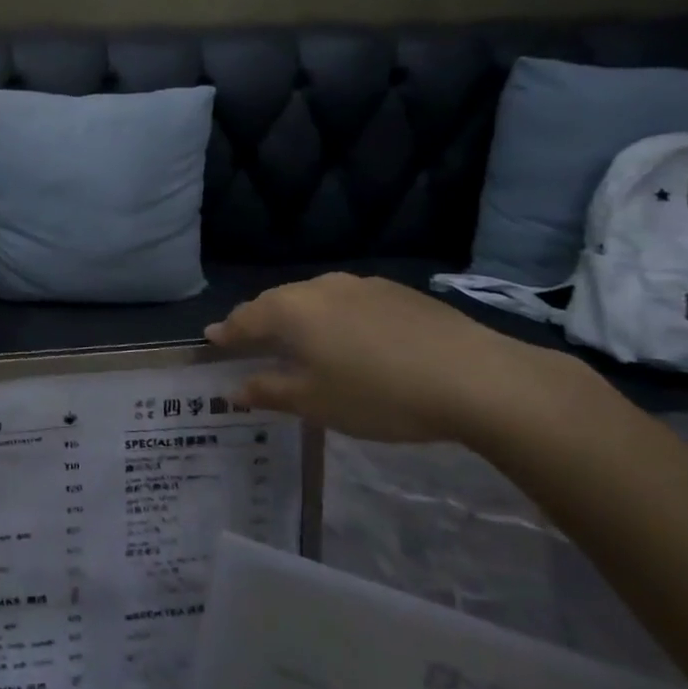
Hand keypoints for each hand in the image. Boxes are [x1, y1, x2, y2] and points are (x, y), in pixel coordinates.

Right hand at [205, 274, 586, 447]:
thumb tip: (233, 388)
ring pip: (314, 299)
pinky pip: (348, 301)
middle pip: (276, 302)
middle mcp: (319, 287)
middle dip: (259, 321)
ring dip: (298, 317)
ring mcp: (361, 284)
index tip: (211, 340)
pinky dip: (334, 317)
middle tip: (248, 341)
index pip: (244, 319)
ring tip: (298, 340)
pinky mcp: (397, 291)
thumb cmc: (379, 395)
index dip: (226, 333)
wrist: (476, 378)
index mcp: (291, 310)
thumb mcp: (315, 403)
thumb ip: (269, 391)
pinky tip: (350, 339)